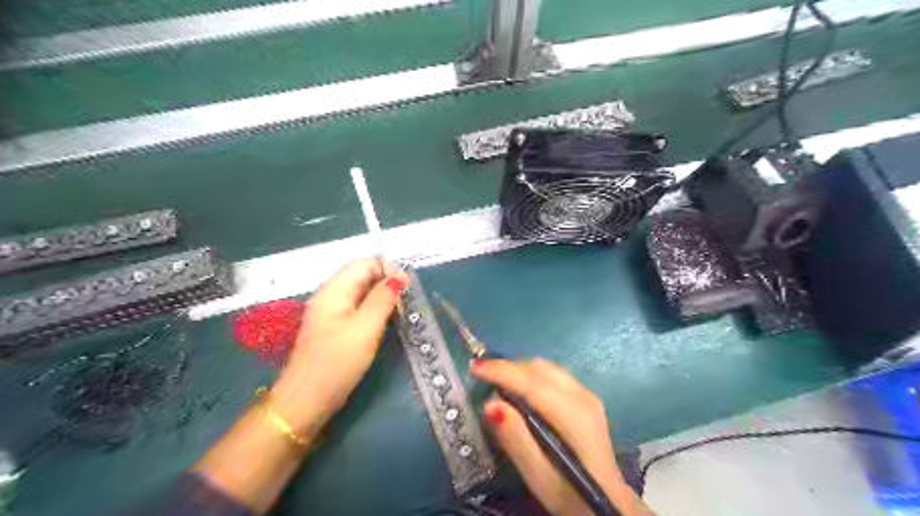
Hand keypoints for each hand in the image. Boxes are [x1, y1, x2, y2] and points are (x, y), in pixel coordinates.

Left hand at [268, 259, 407, 432]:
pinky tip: (383, 323)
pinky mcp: (333, 328)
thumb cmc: (337, 363)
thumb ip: (383, 300)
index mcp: (334, 290)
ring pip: (360, 292)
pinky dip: (373, 310)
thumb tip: (400, 277)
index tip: (407, 288)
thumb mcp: (365, 329)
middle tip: (405, 303)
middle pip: (361, 275)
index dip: (388, 269)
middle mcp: (330, 296)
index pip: (364, 263)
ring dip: (381, 297)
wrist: (305, 402)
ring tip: (399, 313)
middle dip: (386, 282)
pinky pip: (356, 308)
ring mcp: (329, 312)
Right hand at [469, 359, 648, 515]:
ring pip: (546, 368)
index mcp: (573, 415)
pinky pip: (553, 376)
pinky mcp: (587, 400)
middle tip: (483, 380)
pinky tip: (521, 393)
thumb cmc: (571, 496)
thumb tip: (491, 404)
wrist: (610, 506)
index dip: (501, 371)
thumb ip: (516, 439)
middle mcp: (583, 396)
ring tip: (498, 384)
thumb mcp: (540, 477)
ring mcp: (587, 395)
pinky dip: (532, 377)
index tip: (474, 368)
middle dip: (508, 368)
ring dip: (520, 371)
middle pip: (539, 368)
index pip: (531, 381)